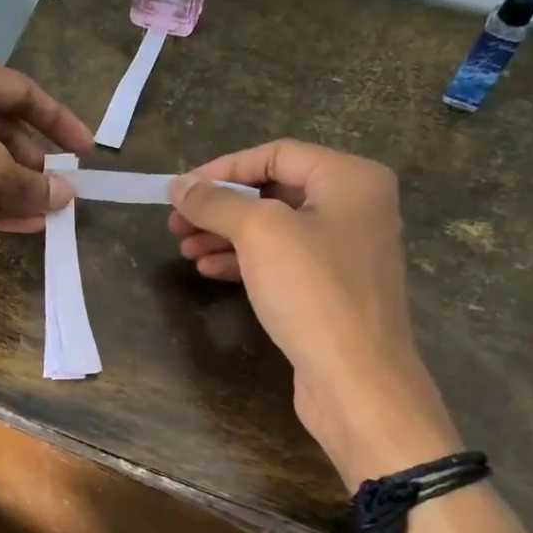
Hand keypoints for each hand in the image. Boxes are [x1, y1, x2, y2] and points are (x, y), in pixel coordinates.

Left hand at [0, 47, 92, 260]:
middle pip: (0, 127)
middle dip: (35, 161)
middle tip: (62, 189)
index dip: (58, 120)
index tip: (86, 150)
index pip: (20, 90)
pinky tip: (25, 225)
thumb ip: (32, 182)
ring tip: (50, 212)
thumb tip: (65, 195)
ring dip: (17, 187)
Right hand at [167, 140, 460, 486]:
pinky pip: (281, 261)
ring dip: (225, 235)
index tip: (181, 191)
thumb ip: (216, 202)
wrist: (356, 378)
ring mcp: (344, 250)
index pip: (276, 154)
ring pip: (273, 230)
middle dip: (220, 206)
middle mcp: (353, 207)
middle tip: (175, 223)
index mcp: (350, 178)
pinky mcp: (330, 288)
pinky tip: (209, 270)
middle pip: (273, 192)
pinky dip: (244, 261)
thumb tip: (179, 185)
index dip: (223, 169)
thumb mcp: (259, 233)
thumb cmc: (313, 291)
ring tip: (184, 248)